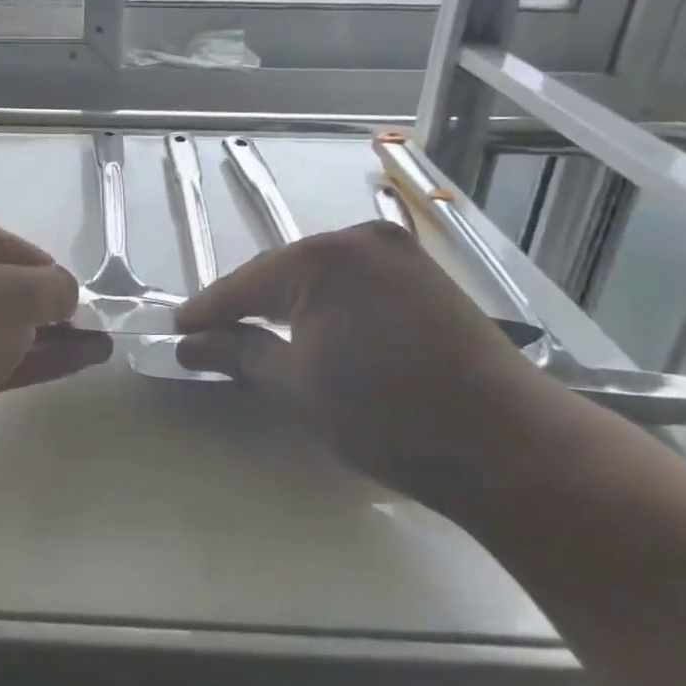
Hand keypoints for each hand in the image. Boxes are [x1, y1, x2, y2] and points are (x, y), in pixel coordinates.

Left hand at [0, 218, 111, 472]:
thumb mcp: (16, 292)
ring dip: (51, 337)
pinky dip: (37, 361)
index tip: (68, 283)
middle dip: (47, 304)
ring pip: (2, 330)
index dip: (36, 258)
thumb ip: (54, 287)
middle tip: (88, 320)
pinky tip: (80, 362)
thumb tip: (65, 296)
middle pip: (0, 288)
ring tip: (100, 343)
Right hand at [175, 222, 547, 496]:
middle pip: (279, 272)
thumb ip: (238, 355)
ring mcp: (396, 253)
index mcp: (321, 260)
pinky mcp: (422, 274)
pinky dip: (324, 302)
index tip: (176, 331)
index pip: (244, 285)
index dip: (207, 311)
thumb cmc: (388, 418)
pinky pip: (352, 280)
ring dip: (285, 303)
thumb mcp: (297, 387)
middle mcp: (358, 239)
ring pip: (316, 274)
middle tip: (211, 338)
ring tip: (255, 334)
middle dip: (246, 305)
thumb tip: (189, 345)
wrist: (508, 446)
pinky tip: (311, 326)